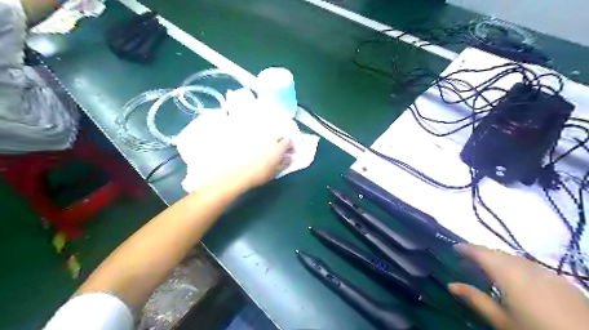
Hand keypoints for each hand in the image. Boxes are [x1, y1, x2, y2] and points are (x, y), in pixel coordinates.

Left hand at [230, 138, 294, 188]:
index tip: (291, 153)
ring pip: (269, 135)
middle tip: (282, 150)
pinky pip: (259, 137)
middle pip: (279, 135)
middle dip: (282, 140)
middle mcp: (269, 140)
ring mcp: (258, 139)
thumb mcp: (276, 171)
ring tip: (271, 149)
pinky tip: (260, 149)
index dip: (292, 146)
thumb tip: (291, 158)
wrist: (240, 174)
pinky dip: (262, 142)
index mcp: (277, 147)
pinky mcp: (248, 140)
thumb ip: (285, 163)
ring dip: (273, 140)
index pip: (288, 141)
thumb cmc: (260, 174)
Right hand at [449, 244, 588, 329]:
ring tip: (490, 266)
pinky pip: (533, 266)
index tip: (455, 247)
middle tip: (469, 257)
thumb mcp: (501, 320)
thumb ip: (475, 299)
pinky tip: (519, 277)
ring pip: (516, 257)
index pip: (481, 253)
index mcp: (508, 274)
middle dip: (482, 252)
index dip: (467, 248)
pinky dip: (518, 266)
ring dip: (500, 258)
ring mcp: (547, 272)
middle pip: (498, 253)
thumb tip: (451, 285)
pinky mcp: (562, 281)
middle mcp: (526, 267)